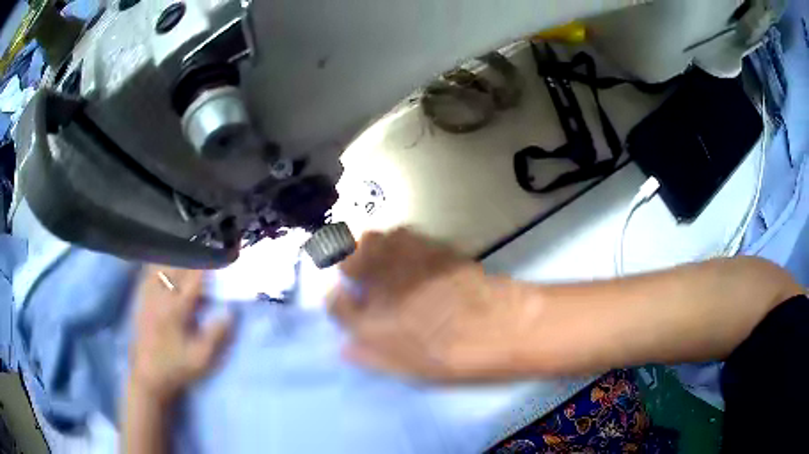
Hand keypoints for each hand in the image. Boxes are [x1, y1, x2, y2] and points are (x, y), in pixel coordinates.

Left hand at [129, 266, 231, 404]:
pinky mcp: (140, 300)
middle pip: (177, 267)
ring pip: (160, 266)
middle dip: (193, 259)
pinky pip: (148, 274)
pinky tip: (164, 266)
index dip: (208, 266)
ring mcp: (147, 296)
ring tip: (186, 257)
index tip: (220, 259)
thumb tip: (230, 311)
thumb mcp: (202, 358)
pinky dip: (158, 266)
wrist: (148, 376)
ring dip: (175, 260)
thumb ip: (216, 334)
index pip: (194, 279)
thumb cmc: (177, 368)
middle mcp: (160, 296)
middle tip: (206, 256)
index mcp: (176, 309)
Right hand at [329, 229, 538, 382]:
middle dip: (347, 263)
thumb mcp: (406, 368)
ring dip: (371, 248)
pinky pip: (403, 234)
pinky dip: (399, 241)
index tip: (345, 301)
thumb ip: (370, 356)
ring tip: (383, 260)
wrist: (496, 325)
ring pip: (371, 238)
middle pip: (344, 258)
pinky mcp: (429, 246)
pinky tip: (412, 254)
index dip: (337, 300)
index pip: (334, 302)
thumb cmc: (450, 356)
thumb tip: (346, 348)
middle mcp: (377, 284)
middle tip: (360, 275)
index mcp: (367, 319)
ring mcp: (403, 260)